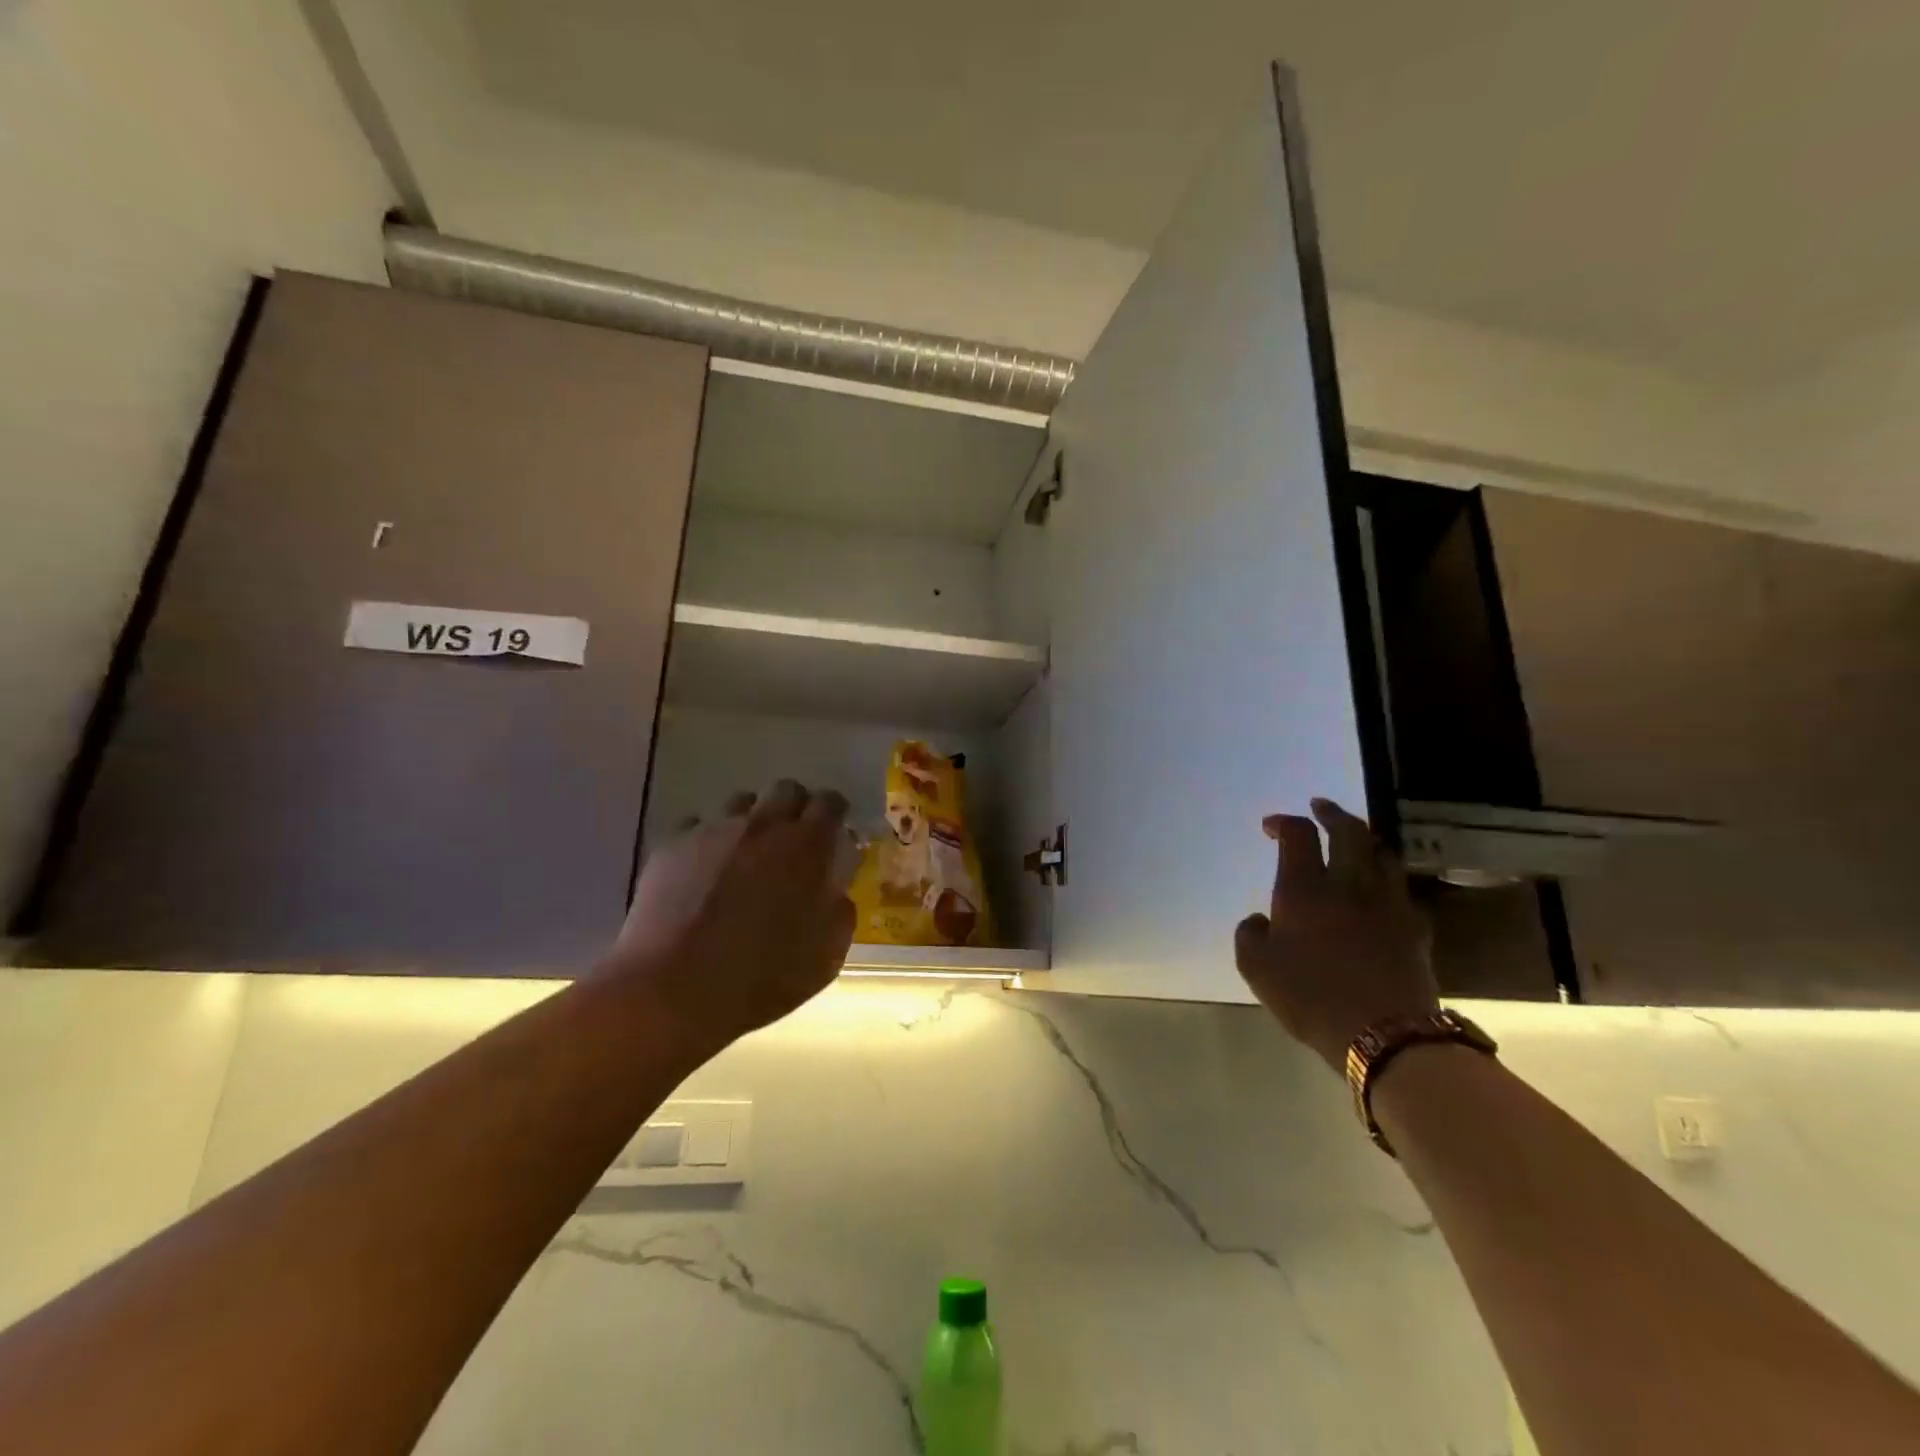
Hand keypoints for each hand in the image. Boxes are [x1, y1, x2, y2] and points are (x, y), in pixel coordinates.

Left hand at [600, 780, 857, 1052]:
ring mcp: (713, 830)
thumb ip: (839, 912)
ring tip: (745, 855)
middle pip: (786, 789)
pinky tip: (703, 871)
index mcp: (806, 847)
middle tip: (792, 841)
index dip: (835, 812)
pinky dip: (707, 840)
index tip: (834, 831)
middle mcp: (762, 826)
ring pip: (740, 803)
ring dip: (751, 821)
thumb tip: (835, 891)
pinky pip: (697, 825)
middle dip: (795, 807)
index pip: (830, 802)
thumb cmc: (761, 978)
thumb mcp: (826, 957)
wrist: (672, 989)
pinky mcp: (672, 844)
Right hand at [1234, 797, 1437, 1071]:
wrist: (1385, 1034)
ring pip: (1383, 854)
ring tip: (1354, 843)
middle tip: (1321, 807)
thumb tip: (1260, 919)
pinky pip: (1401, 891)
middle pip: (1348, 830)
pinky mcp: (1416, 928)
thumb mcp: (1256, 968)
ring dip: (1366, 841)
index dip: (1284, 822)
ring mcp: (1387, 903)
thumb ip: (1250, 934)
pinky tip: (1380, 894)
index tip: (1272, 826)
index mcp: (1305, 888)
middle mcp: (1349, 884)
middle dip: (1332, 813)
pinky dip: (1387, 882)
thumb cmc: (1310, 996)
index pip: (1298, 834)